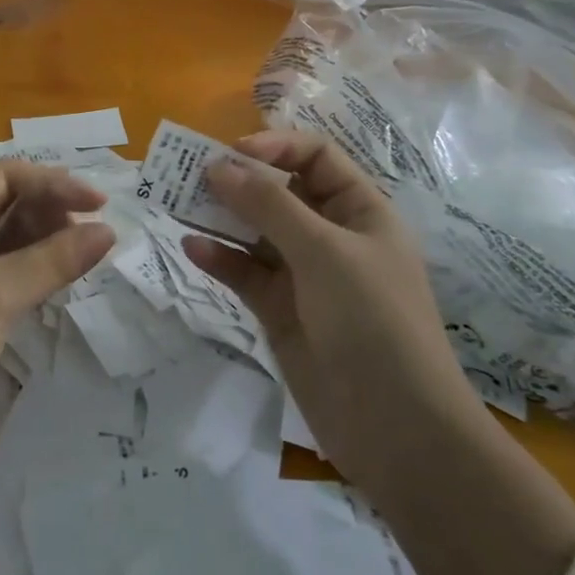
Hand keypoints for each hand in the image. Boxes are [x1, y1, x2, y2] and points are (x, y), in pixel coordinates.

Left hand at [0, 160, 115, 468]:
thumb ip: (55, 259)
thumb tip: (107, 232)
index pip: (4, 176)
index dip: (55, 183)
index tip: (100, 204)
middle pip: (1, 202)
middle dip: (48, 212)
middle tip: (93, 234)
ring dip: (39, 242)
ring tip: (80, 256)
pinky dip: (23, 270)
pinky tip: (51, 282)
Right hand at [184, 130, 475, 488]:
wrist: (397, 429)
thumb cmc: (372, 320)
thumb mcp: (323, 251)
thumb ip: (268, 205)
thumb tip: (217, 166)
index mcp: (359, 210)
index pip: (316, 156)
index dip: (276, 145)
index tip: (231, 151)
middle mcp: (331, 235)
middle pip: (279, 190)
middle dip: (238, 179)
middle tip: (189, 172)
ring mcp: (304, 274)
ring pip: (255, 231)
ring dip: (220, 215)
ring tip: (177, 202)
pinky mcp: (280, 310)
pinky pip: (244, 272)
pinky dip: (219, 258)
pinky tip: (192, 248)